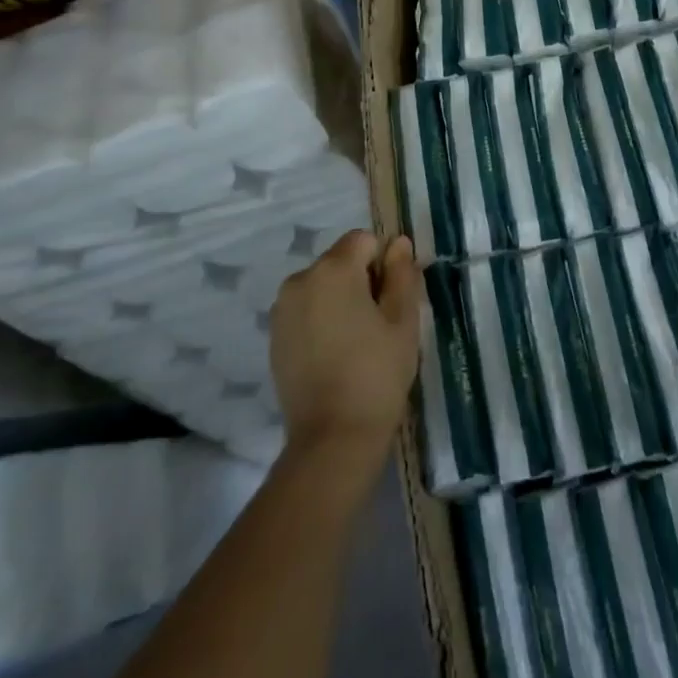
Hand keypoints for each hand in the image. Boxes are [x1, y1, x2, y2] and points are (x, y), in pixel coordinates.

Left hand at [269, 231, 420, 488]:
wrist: (333, 438)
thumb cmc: (377, 372)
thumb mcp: (403, 319)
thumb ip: (402, 273)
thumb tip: (398, 243)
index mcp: (333, 270)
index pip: (364, 240)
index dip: (384, 262)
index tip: (393, 298)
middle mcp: (300, 280)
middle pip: (340, 261)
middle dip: (362, 279)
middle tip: (380, 323)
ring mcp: (282, 310)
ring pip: (322, 286)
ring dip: (341, 299)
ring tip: (358, 341)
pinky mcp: (274, 337)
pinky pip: (306, 310)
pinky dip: (322, 319)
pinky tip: (336, 354)